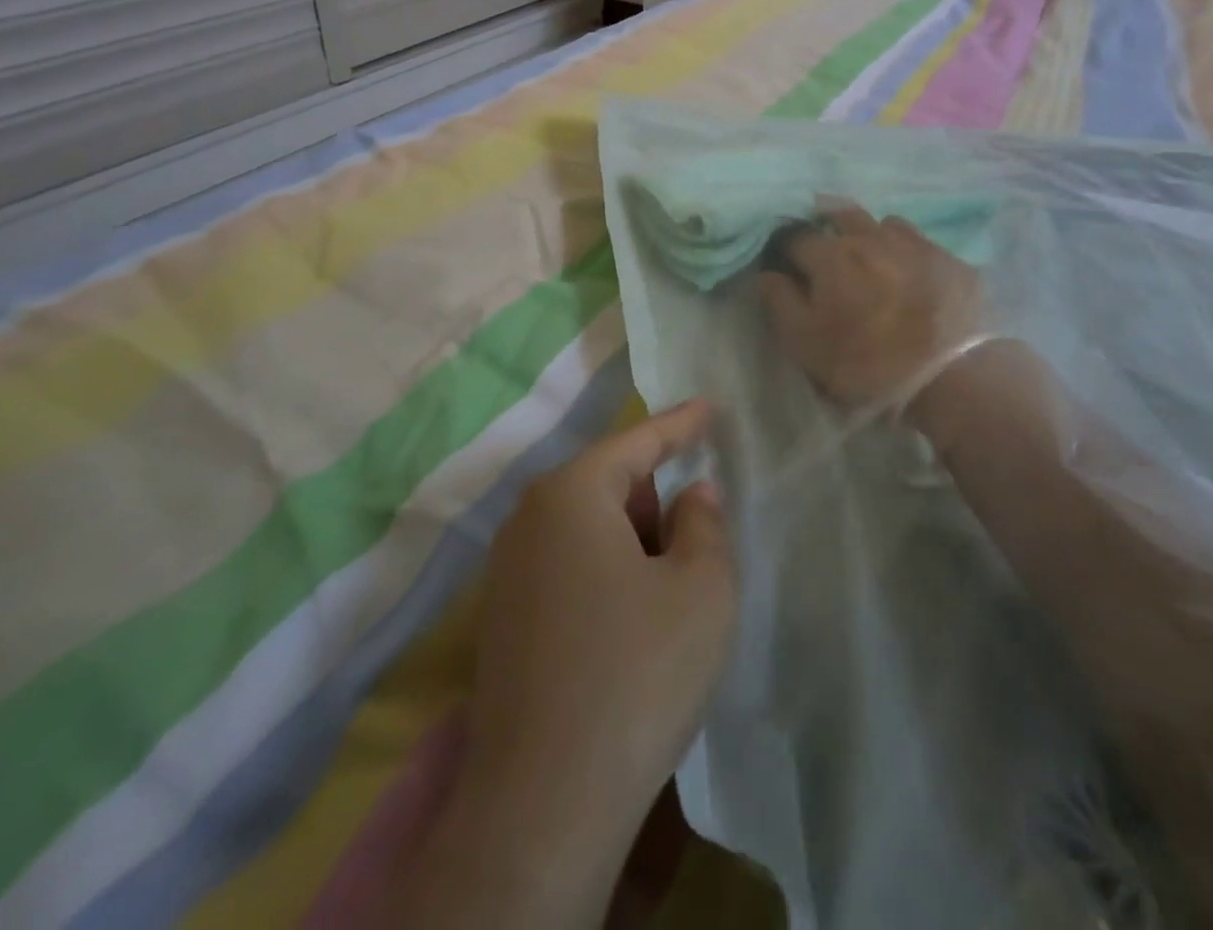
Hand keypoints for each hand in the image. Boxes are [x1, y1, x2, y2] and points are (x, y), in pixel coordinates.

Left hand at [402, 402, 736, 929]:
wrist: (543, 804)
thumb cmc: (636, 674)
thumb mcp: (701, 590)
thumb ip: (704, 524)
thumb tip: (692, 495)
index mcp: (571, 494)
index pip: (637, 441)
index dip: (680, 423)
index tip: (709, 407)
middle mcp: (527, 518)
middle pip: (608, 482)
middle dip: (656, 495)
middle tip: (698, 526)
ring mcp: (507, 570)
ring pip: (588, 527)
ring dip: (633, 540)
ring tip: (671, 582)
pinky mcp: (502, 618)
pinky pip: (567, 566)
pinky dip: (606, 572)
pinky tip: (631, 621)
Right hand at [759, 203, 983, 409]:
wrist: (950, 376)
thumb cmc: (866, 363)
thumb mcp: (805, 343)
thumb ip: (780, 302)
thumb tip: (769, 273)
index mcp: (832, 256)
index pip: (796, 235)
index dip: (785, 247)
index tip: (784, 262)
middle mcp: (871, 237)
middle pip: (841, 213)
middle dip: (825, 222)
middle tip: (824, 246)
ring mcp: (915, 244)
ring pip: (883, 223)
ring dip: (869, 233)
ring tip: (869, 255)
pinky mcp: (949, 259)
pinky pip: (918, 241)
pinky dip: (905, 249)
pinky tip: (909, 270)